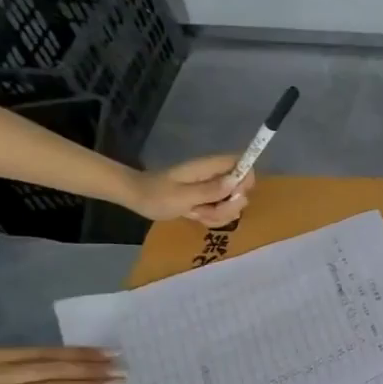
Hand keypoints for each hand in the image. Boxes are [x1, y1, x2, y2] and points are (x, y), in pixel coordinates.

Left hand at [130, 154, 254, 226]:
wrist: (136, 198)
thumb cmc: (156, 195)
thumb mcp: (183, 196)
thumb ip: (210, 190)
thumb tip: (236, 182)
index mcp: (209, 168)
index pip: (242, 164)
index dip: (246, 181)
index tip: (234, 196)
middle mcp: (214, 177)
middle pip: (241, 190)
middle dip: (229, 206)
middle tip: (207, 209)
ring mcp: (212, 189)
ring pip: (232, 204)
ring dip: (219, 215)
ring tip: (196, 213)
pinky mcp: (208, 200)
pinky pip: (222, 212)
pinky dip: (212, 218)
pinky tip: (195, 216)